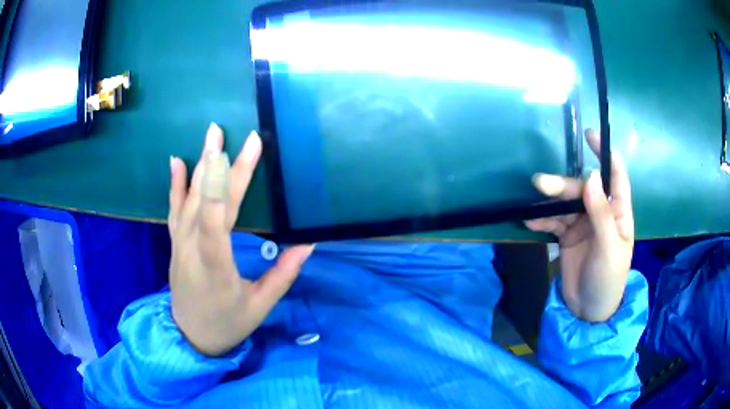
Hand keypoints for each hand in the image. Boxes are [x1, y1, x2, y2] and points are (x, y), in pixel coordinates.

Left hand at [168, 123, 313, 355]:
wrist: (191, 337)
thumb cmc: (228, 323)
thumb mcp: (260, 306)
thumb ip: (283, 274)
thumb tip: (308, 243)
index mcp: (216, 269)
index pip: (217, 222)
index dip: (228, 183)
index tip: (245, 151)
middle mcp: (192, 251)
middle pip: (206, 203)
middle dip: (220, 165)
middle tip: (232, 133)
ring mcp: (181, 245)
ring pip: (189, 200)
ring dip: (200, 165)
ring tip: (211, 135)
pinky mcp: (176, 243)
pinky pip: (175, 210)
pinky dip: (176, 184)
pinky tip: (177, 161)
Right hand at [526, 129, 633, 322]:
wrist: (588, 311)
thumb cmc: (608, 279)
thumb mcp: (609, 247)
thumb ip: (601, 212)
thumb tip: (592, 176)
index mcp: (618, 213)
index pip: (615, 177)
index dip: (605, 155)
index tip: (590, 136)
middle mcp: (601, 213)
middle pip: (582, 189)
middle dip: (563, 185)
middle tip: (541, 183)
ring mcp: (583, 224)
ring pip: (565, 204)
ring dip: (549, 201)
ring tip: (532, 200)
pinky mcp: (567, 236)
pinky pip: (554, 222)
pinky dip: (542, 220)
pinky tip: (529, 221)